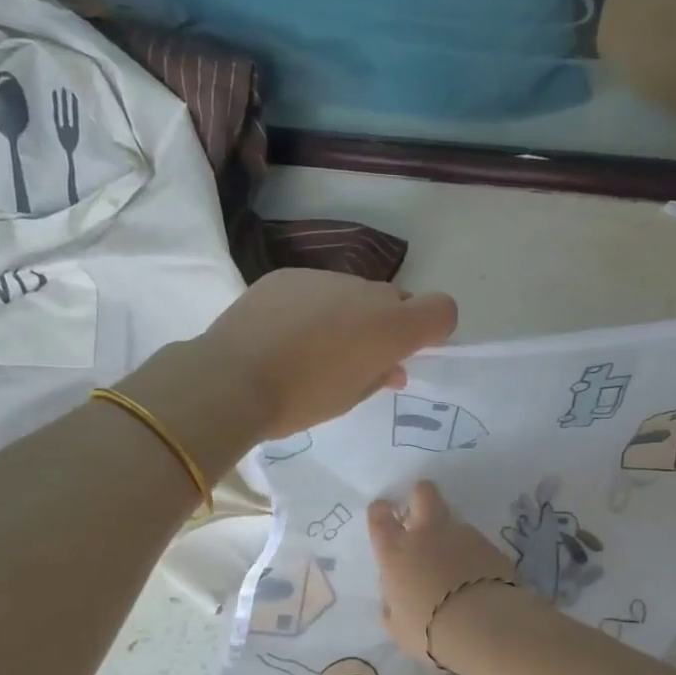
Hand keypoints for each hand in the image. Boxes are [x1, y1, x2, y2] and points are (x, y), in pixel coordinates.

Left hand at [196, 271, 457, 441]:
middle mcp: (367, 293)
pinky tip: (284, 332)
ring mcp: (327, 278)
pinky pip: (317, 288)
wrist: (232, 379)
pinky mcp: (290, 275)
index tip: (411, 351)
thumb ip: (382, 374)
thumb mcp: (352, 396)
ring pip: (355, 293)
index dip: (435, 329)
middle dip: (387, 324)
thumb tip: (393, 366)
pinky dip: (313, 306)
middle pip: (397, 300)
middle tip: (359, 356)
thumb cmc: (302, 399)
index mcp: (392, 327)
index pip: (443, 309)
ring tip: (313, 346)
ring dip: (349, 314)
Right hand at [368, 482, 516, 659]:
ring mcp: (462, 535)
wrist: (481, 625)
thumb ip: (393, 606)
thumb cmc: (428, 630)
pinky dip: (474, 555)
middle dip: (420, 496)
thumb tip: (394, 598)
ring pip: (454, 521)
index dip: (381, 510)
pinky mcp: (490, 545)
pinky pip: (477, 543)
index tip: (384, 512)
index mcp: (396, 552)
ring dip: (451, 536)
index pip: (380, 517)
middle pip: (423, 494)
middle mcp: (427, 534)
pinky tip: (479, 577)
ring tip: (457, 565)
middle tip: (421, 512)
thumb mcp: (398, 626)